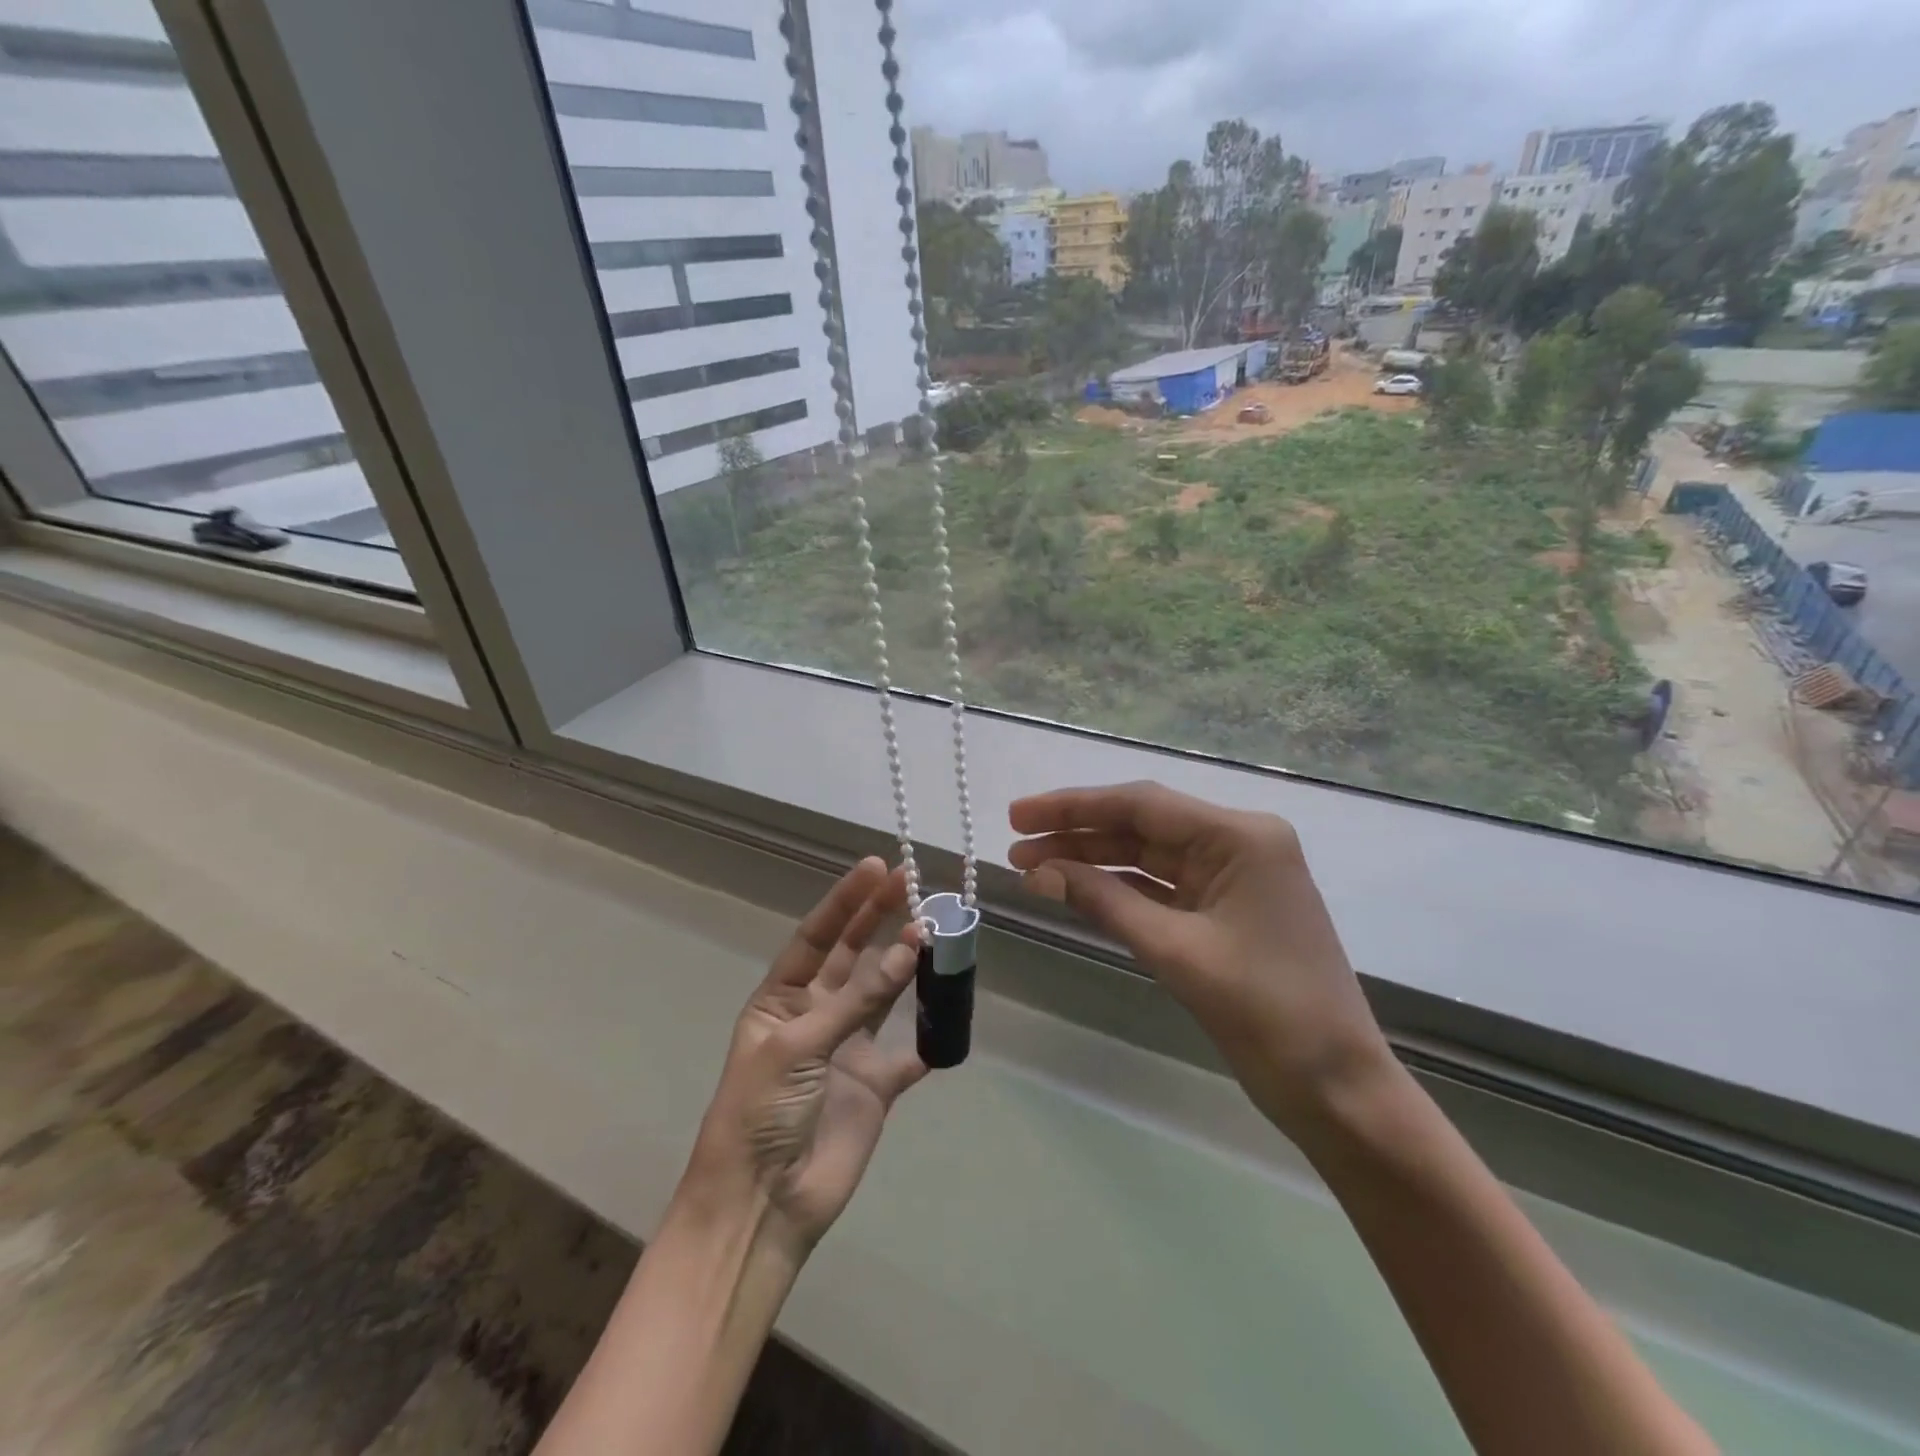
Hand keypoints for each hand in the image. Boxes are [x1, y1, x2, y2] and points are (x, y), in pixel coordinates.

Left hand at [679, 858, 926, 1255]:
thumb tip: (911, 947)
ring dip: (907, 964)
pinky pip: (910, 1049)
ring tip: (937, 930)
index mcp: (781, 1000)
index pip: (816, 936)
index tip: (876, 867)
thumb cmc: (761, 1112)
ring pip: (884, 993)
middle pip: (852, 955)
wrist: (764, 1205)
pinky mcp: (877, 1084)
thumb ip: (857, 999)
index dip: (846, 901)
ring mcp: (848, 1048)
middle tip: (913, 883)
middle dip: (879, 919)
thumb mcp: (799, 1045)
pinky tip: (952, 1005)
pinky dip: (931, 1031)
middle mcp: (815, 1015)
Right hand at [1009, 782, 1390, 1138]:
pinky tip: (1074, 889)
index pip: (1142, 805)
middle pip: (1142, 826)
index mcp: (1240, 836)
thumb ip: (1103, 902)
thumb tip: (1036, 871)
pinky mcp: (1224, 910)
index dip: (1073, 807)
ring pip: (1147, 857)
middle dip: (1077, 833)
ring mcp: (1232, 877)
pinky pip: (1160, 888)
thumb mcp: (1176, 951)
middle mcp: (1238, 843)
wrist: (1336, 1089)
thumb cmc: (1266, 1013)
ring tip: (1031, 866)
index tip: (1018, 814)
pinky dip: (1117, 889)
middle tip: (1014, 843)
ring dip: (1091, 861)